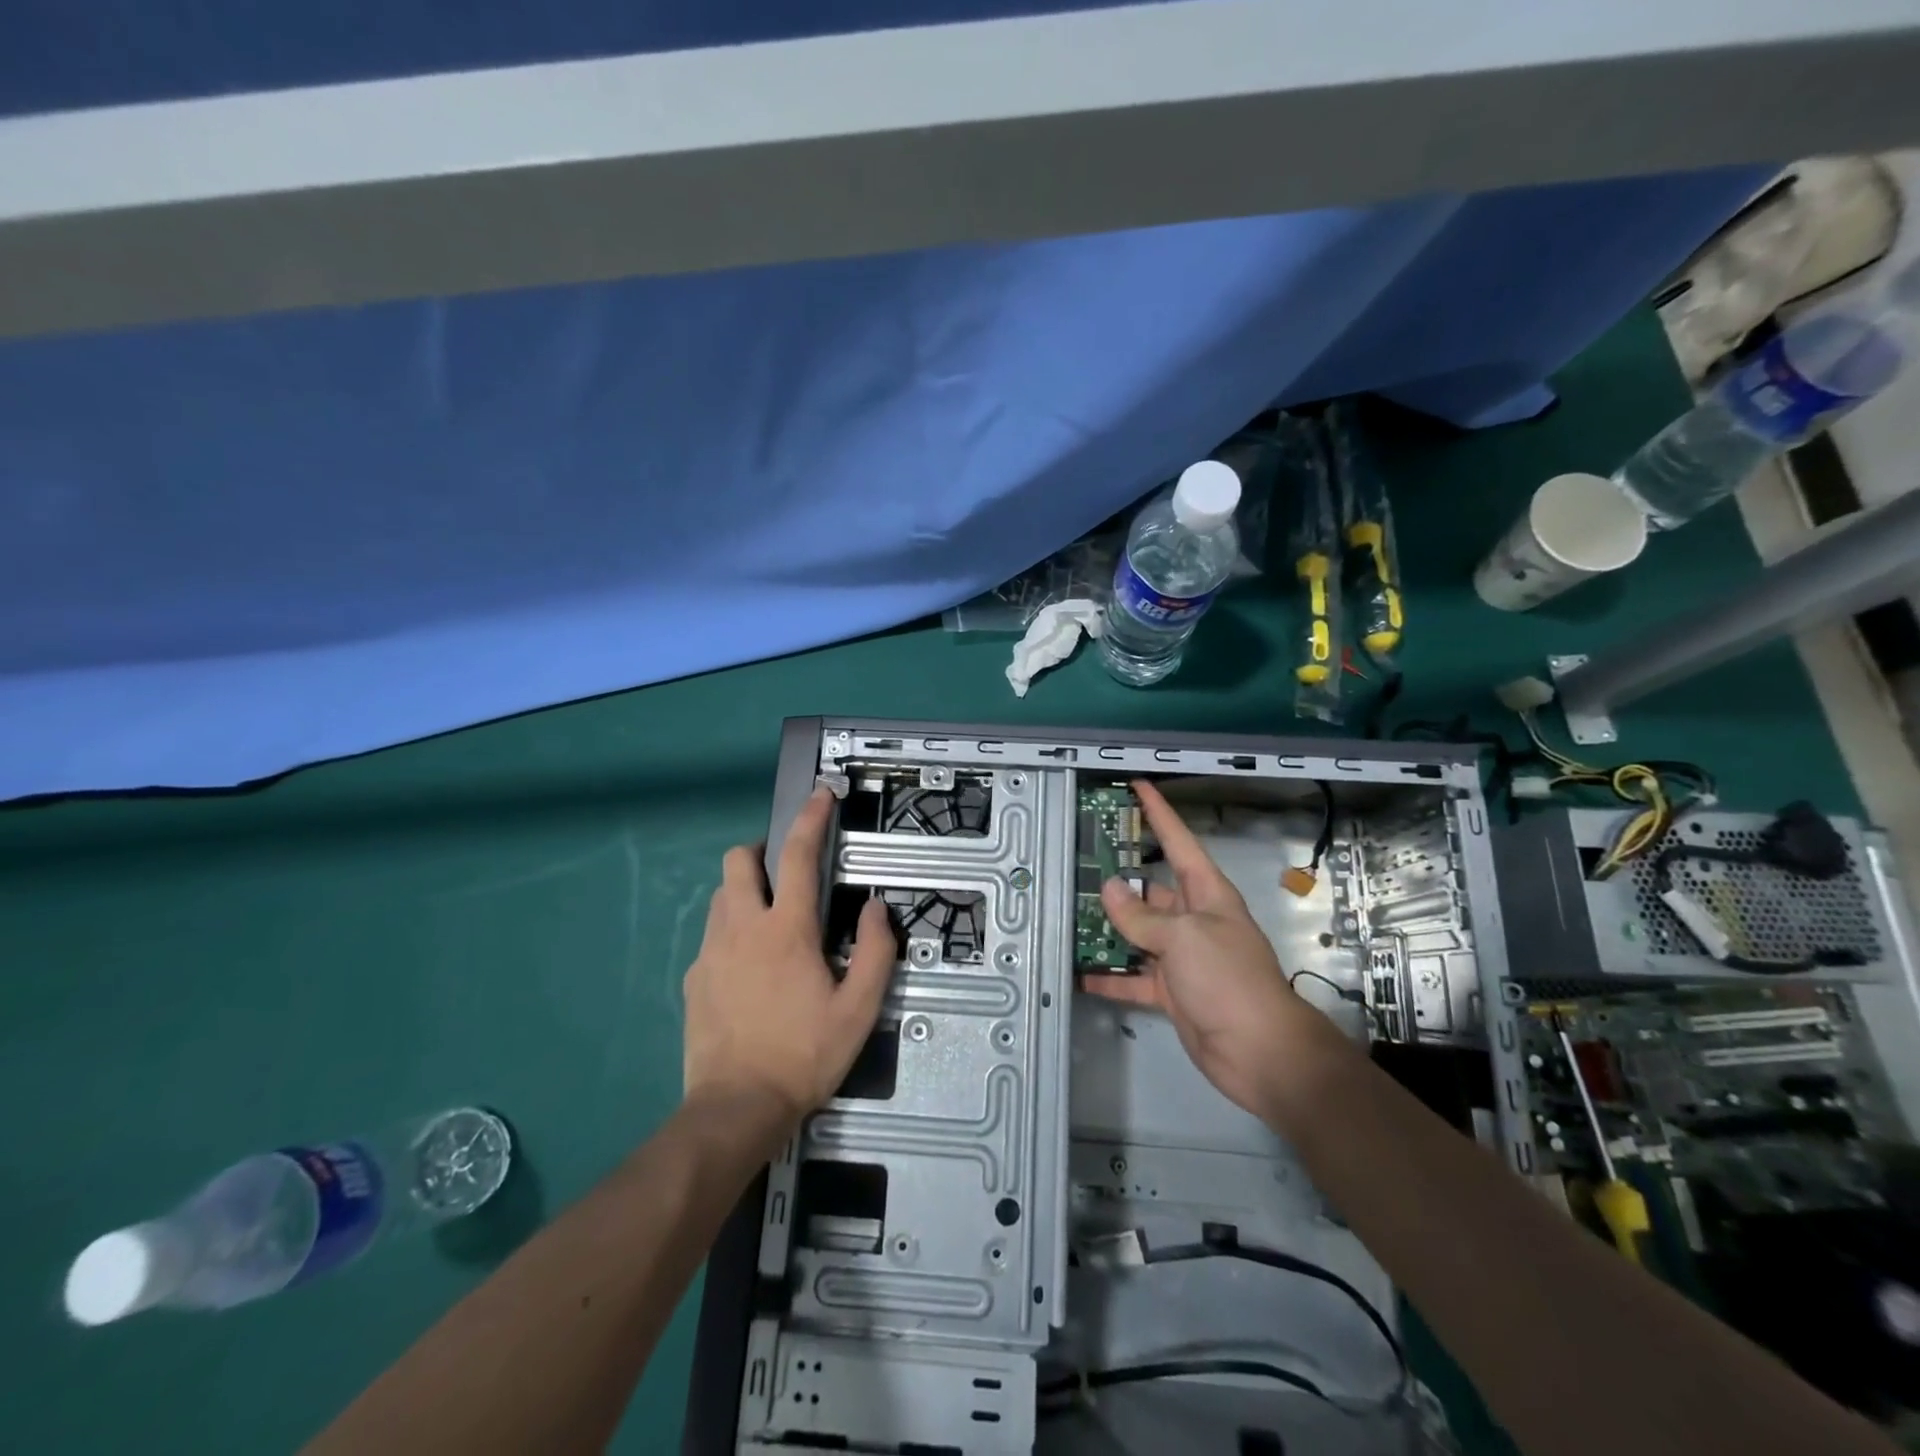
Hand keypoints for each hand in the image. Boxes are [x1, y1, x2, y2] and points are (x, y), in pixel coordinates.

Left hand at [683, 787, 895, 1132]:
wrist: (736, 1107)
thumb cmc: (804, 1054)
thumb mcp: (859, 1009)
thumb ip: (874, 952)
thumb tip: (874, 909)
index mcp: (787, 930)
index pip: (799, 856)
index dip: (811, 819)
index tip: (821, 796)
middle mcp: (742, 928)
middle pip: (737, 861)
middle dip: (760, 851)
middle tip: (784, 872)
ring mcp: (710, 952)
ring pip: (721, 896)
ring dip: (744, 892)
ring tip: (770, 922)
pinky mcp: (693, 978)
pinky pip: (711, 936)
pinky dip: (731, 933)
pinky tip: (748, 969)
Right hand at [1082, 780, 1347, 1118]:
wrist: (1260, 1053)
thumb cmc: (1229, 980)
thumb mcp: (1183, 937)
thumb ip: (1141, 916)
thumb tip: (1109, 889)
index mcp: (1206, 893)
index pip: (1178, 841)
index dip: (1158, 812)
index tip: (1138, 785)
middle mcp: (1193, 918)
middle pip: (1150, 887)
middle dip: (1118, 875)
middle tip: (1078, 860)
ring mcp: (1181, 956)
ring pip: (1137, 931)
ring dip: (1109, 927)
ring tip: (1068, 912)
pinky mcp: (1171, 990)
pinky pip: (1134, 977)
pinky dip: (1110, 976)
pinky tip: (1081, 972)